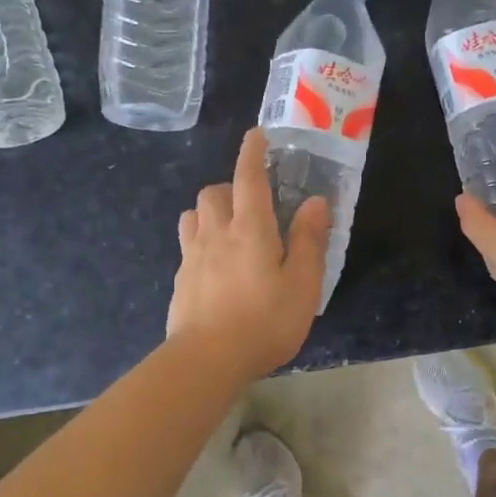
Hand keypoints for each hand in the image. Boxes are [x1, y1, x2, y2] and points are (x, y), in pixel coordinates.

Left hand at [167, 128, 330, 382]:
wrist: (207, 360)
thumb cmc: (264, 321)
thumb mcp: (302, 284)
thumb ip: (309, 240)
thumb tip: (315, 202)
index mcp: (250, 229)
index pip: (249, 178)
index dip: (252, 153)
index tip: (256, 135)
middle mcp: (216, 233)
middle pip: (213, 192)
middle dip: (230, 187)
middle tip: (252, 205)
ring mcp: (192, 257)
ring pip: (193, 216)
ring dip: (209, 212)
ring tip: (228, 231)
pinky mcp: (180, 281)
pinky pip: (187, 247)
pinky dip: (201, 243)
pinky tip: (215, 267)